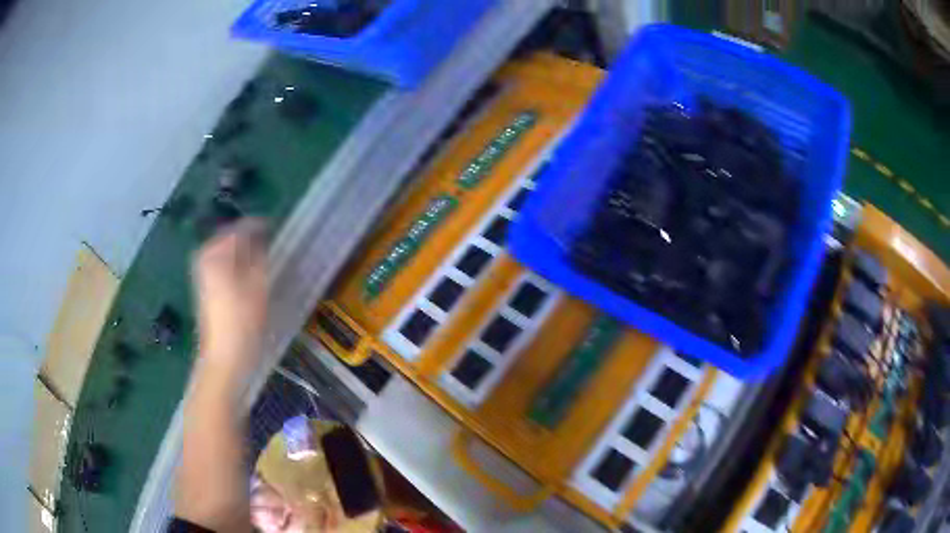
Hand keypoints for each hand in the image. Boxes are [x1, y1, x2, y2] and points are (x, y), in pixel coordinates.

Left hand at [192, 219, 268, 382]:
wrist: (224, 358)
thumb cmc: (242, 321)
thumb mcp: (258, 285)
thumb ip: (260, 257)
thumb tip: (261, 240)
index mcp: (215, 253)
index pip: (238, 229)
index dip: (257, 226)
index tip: (274, 226)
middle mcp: (204, 259)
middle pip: (228, 239)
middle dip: (246, 238)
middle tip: (267, 241)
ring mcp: (202, 275)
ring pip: (224, 253)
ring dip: (241, 251)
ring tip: (260, 257)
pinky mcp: (204, 289)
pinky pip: (220, 265)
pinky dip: (234, 264)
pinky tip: (247, 274)